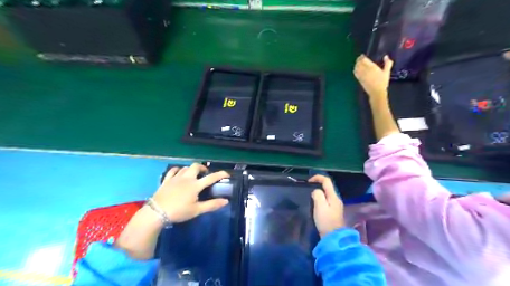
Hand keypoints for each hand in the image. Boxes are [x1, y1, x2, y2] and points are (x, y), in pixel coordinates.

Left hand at [152, 163, 230, 223]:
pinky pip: (172, 171)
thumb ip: (212, 205)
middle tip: (205, 174)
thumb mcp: (197, 210)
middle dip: (203, 168)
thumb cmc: (179, 212)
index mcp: (195, 185)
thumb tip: (226, 201)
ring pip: (185, 167)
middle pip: (196, 166)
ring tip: (193, 175)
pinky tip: (179, 173)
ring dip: (191, 169)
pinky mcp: (166, 180)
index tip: (227, 174)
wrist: (156, 213)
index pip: (211, 177)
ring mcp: (175, 178)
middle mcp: (186, 178)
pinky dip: (177, 170)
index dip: (220, 174)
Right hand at [307, 176, 345, 237]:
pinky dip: (320, 199)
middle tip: (307, 189)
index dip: (317, 177)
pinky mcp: (333, 213)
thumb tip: (316, 191)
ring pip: (326, 194)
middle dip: (317, 185)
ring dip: (318, 193)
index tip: (308, 181)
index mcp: (333, 196)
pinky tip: (314, 205)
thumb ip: (318, 195)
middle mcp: (336, 199)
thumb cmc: (326, 221)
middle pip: (327, 187)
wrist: (333, 238)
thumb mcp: (320, 206)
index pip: (327, 181)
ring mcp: (335, 206)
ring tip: (309, 196)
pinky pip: (326, 201)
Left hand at [355, 54, 392, 100]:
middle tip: (360, 58)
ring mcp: (361, 75)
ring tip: (358, 62)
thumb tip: (386, 56)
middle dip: (358, 60)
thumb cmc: (383, 82)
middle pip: (359, 63)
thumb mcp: (387, 72)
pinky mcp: (359, 79)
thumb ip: (387, 63)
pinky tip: (356, 69)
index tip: (363, 55)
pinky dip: (355, 70)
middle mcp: (365, 70)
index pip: (364, 60)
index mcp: (372, 67)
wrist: (376, 92)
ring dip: (356, 64)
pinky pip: (355, 73)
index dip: (362, 57)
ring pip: (356, 67)